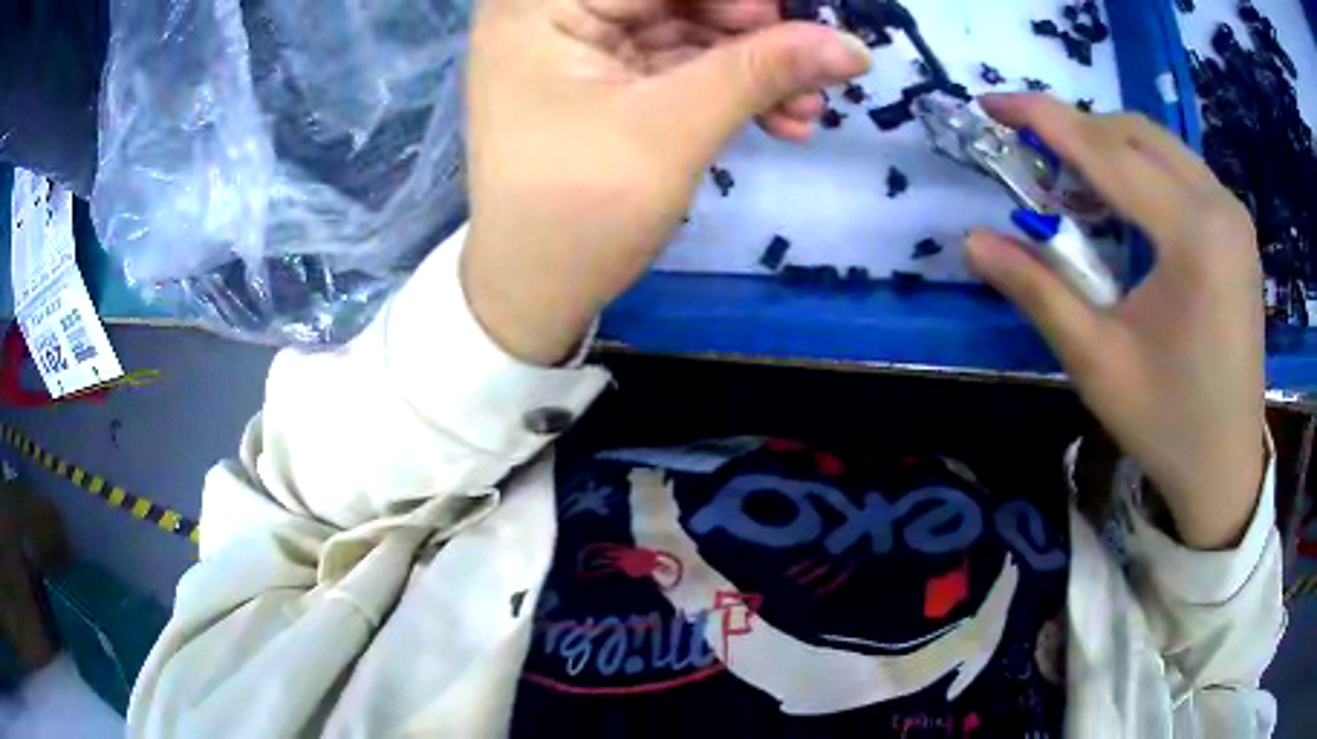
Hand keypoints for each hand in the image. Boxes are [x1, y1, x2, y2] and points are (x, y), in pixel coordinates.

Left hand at [461, 0, 870, 364]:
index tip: (803, 19)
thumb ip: (761, 71)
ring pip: (685, 29)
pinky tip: (782, 119)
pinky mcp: (603, 81)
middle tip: (814, 66)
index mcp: (540, 7)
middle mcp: (552, 13)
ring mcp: (578, 47)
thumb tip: (854, 46)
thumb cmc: (580, 212)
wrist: (533, 296)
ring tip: (810, 107)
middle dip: (753, 31)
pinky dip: (728, 88)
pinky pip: (677, 65)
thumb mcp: (673, 130)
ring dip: (753, 66)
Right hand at [967, 94, 1265, 549]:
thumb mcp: (1097, 362)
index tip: (990, 103)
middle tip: (1030, 156)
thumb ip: (1038, 290)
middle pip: (1134, 133)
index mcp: (1193, 237)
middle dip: (1075, 131)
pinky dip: (1141, 169)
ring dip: (1108, 148)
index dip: (1042, 119)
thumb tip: (974, 241)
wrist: (1226, 467)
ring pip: (1159, 144)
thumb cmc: (1167, 423)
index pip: (1106, 151)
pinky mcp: (1236, 230)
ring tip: (1072, 183)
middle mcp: (1220, 206)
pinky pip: (1180, 170)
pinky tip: (1122, 205)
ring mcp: (1233, 215)